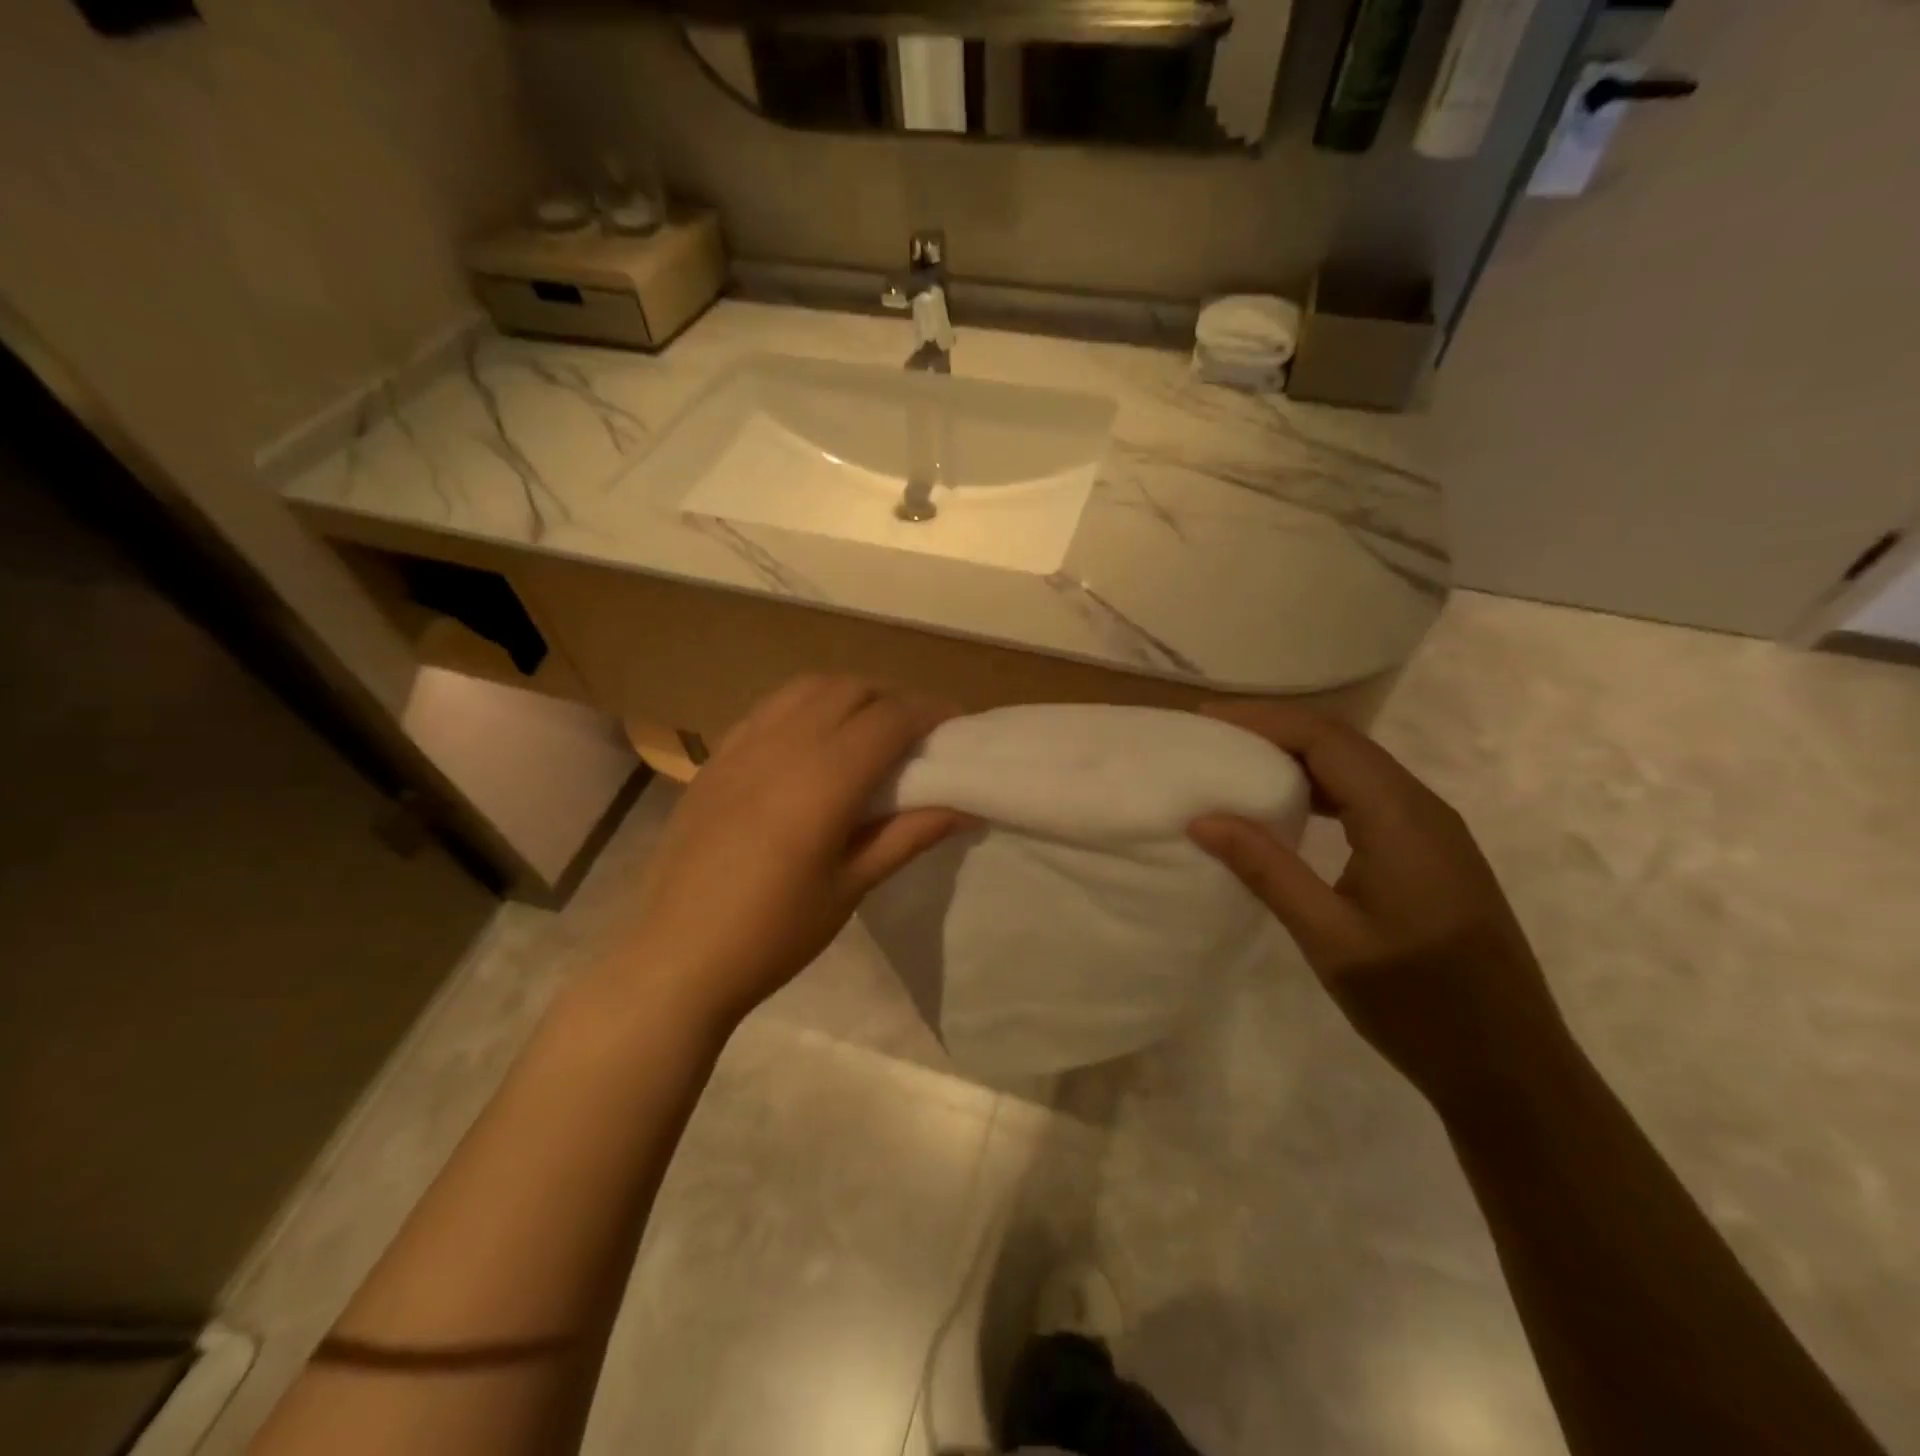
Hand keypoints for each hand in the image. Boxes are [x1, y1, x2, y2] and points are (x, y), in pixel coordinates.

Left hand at [615, 677, 963, 1033]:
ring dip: (849, 694)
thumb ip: (910, 835)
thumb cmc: (774, 933)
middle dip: (893, 698)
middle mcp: (783, 744)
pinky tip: (812, 739)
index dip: (931, 713)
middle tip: (917, 733)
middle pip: (852, 689)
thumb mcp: (852, 886)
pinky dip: (805, 705)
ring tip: (868, 728)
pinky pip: (770, 707)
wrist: (677, 957)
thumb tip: (967, 807)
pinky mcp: (715, 758)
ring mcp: (742, 745)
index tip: (956, 725)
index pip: (890, 718)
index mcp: (824, 779)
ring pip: (808, 688)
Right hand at [1188, 701, 1572, 1104]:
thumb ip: (1267, 870)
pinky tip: (1292, 809)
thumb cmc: (1417, 1005)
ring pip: (1360, 767)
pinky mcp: (1434, 854)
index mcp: (1402, 820)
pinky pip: (1372, 796)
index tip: (1207, 719)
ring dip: (1299, 757)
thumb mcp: (1329, 938)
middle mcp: (1425, 809)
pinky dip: (1323, 787)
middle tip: (1214, 738)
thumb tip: (1204, 818)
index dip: (1264, 720)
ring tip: (1240, 764)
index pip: (1327, 740)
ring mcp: (1436, 831)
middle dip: (1276, 730)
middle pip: (1344, 743)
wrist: (1512, 1068)